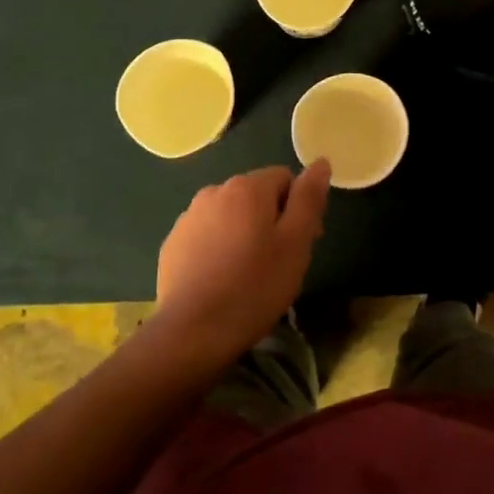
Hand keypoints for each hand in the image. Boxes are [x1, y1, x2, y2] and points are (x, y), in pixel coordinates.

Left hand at [152, 162, 331, 363]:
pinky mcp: (173, 243)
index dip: (299, 207)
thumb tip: (320, 162)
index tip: (302, 242)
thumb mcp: (296, 243)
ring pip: (229, 215)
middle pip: (255, 195)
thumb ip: (309, 198)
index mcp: (247, 187)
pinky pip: (206, 234)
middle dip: (271, 219)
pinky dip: (218, 247)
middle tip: (279, 261)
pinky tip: (222, 279)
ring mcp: (188, 217)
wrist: (193, 331)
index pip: (284, 178)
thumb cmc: (255, 286)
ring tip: (249, 273)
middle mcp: (214, 191)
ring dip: (244, 232)